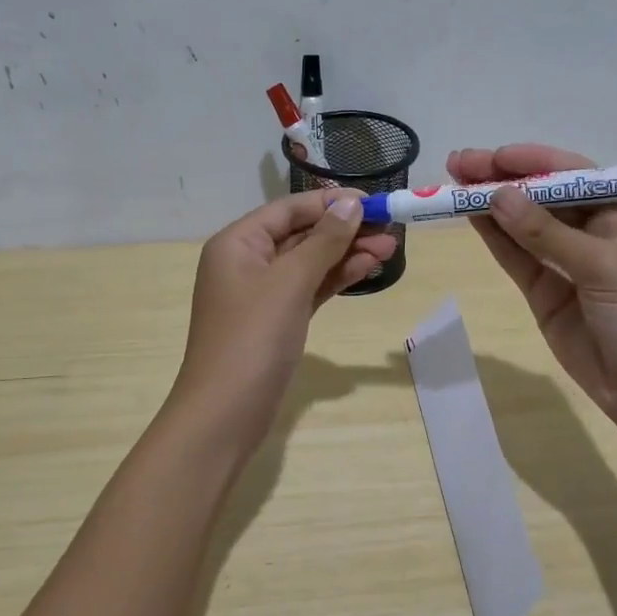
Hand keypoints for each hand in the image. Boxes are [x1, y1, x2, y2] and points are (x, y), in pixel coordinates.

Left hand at [170, 190, 397, 443]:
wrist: (225, 413)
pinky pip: (309, 289)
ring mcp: (261, 294)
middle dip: (344, 230)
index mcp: (237, 243)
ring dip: (346, 254)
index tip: (373, 202)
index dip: (330, 202)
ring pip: (309, 263)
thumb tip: (350, 204)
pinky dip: (336, 279)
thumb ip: (323, 241)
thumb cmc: (253, 338)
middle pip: (301, 234)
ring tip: (390, 249)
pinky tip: (367, 270)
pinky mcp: (276, 321)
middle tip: (391, 229)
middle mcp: (247, 262)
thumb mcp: (290, 283)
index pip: (289, 209)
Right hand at [447, 144, 616, 436]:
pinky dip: (493, 237)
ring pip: (522, 225)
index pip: (572, 174)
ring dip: (490, 204)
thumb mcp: (603, 266)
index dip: (531, 162)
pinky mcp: (545, 292)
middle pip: (542, 196)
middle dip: (502, 178)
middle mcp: (593, 231)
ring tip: (451, 185)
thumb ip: (547, 233)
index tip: (491, 157)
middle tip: (457, 164)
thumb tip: (496, 196)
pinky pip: (515, 256)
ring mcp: (566, 263)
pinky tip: (469, 215)